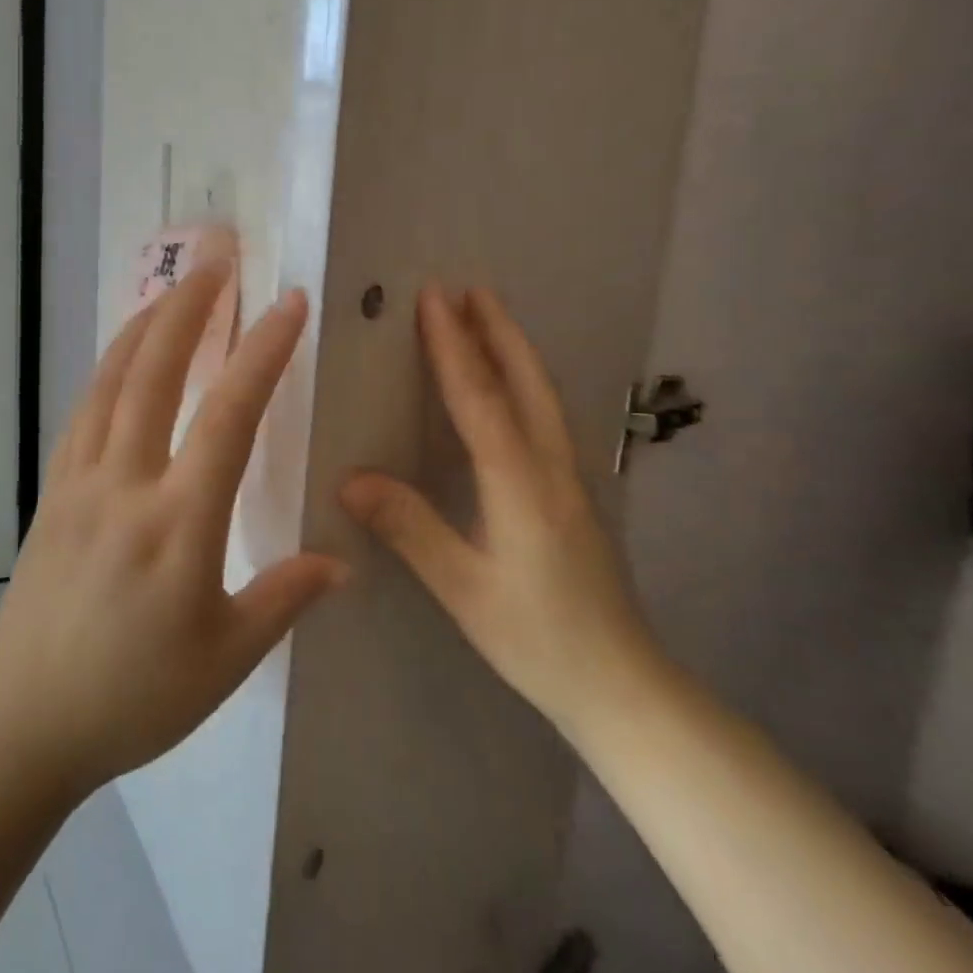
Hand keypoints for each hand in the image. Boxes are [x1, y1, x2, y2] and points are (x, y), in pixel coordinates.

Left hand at [0, 264, 347, 796]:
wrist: (23, 724)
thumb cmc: (134, 698)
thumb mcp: (226, 659)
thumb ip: (285, 597)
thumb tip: (341, 560)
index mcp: (179, 523)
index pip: (230, 415)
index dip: (263, 351)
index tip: (290, 302)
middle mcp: (124, 485)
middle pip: (155, 372)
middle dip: (190, 307)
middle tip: (217, 258)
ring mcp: (78, 483)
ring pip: (110, 382)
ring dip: (144, 326)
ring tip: (173, 290)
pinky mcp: (51, 494)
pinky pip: (83, 413)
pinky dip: (107, 370)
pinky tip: (124, 358)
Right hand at [339, 286, 657, 730]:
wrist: (622, 685)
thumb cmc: (538, 639)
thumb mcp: (464, 589)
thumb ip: (411, 528)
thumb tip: (351, 477)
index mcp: (521, 485)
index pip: (481, 399)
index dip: (454, 346)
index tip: (433, 298)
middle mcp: (552, 468)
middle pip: (526, 381)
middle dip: (496, 330)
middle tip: (468, 287)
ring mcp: (572, 478)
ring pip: (544, 395)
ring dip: (514, 349)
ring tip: (488, 316)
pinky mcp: (576, 493)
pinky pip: (547, 416)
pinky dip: (525, 381)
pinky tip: (512, 385)